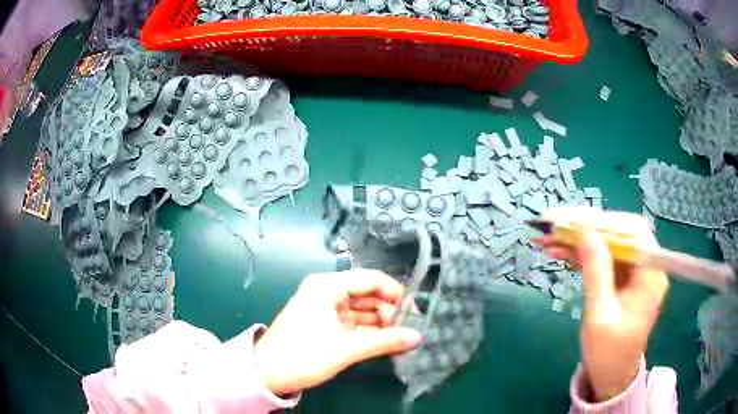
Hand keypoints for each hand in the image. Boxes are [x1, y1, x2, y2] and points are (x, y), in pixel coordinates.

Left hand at [253, 269, 422, 395]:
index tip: (412, 312)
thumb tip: (418, 337)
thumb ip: (384, 341)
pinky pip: (352, 321)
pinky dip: (368, 330)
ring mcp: (325, 307)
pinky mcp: (324, 323)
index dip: (394, 293)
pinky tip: (385, 340)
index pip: (370, 279)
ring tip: (400, 336)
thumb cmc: (304, 355)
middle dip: (389, 309)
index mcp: (327, 286)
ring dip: (380, 321)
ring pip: (361, 309)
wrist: (267, 373)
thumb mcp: (346, 349)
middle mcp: (326, 291)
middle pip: (367, 293)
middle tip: (408, 328)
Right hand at [535, 209, 668, 401]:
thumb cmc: (608, 353)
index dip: (604, 222)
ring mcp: (634, 273)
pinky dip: (582, 256)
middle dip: (586, 230)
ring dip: (579, 242)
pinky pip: (603, 260)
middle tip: (554, 228)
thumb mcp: (600, 316)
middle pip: (618, 235)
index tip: (574, 222)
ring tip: (548, 242)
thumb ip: (597, 273)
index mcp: (650, 274)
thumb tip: (586, 233)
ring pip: (607, 245)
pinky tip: (560, 254)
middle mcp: (646, 266)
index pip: (633, 231)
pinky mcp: (622, 280)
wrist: (611, 377)